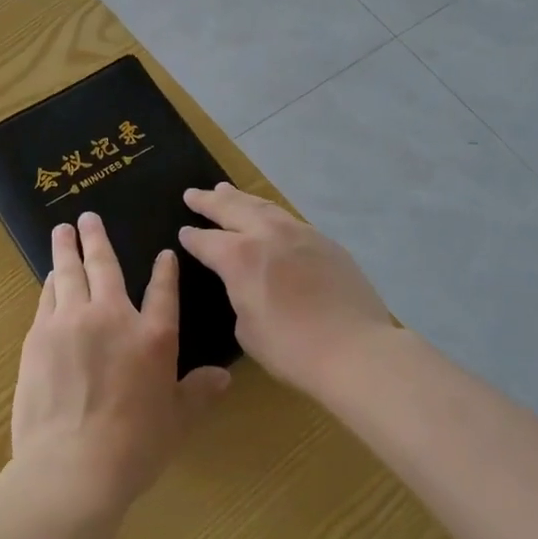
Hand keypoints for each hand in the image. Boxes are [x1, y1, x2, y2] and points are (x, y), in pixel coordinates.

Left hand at [11, 212, 229, 520]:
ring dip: (66, 249)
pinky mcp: (39, 336)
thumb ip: (198, 392)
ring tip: (62, 232)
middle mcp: (112, 316)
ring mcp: (72, 322)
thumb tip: (225, 377)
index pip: (163, 291)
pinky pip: (46, 298)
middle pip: (104, 265)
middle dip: (96, 238)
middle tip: (87, 216)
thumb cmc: (133, 447)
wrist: (72, 466)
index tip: (162, 253)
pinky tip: (50, 278)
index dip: (164, 270)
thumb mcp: (177, 421)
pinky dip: (50, 283)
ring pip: (69, 273)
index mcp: (153, 336)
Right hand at [179, 184, 392, 400]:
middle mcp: (265, 234)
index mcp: (238, 257)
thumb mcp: (247, 329)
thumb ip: (239, 297)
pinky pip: (288, 219)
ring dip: (240, 198)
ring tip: (226, 190)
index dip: (192, 237)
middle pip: (231, 208)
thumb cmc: (291, 349)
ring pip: (262, 206)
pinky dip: (270, 213)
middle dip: (209, 201)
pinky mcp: (324, 241)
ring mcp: (298, 233)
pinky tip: (268, 217)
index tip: (183, 232)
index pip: (206, 241)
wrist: (354, 348)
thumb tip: (246, 285)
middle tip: (193, 194)